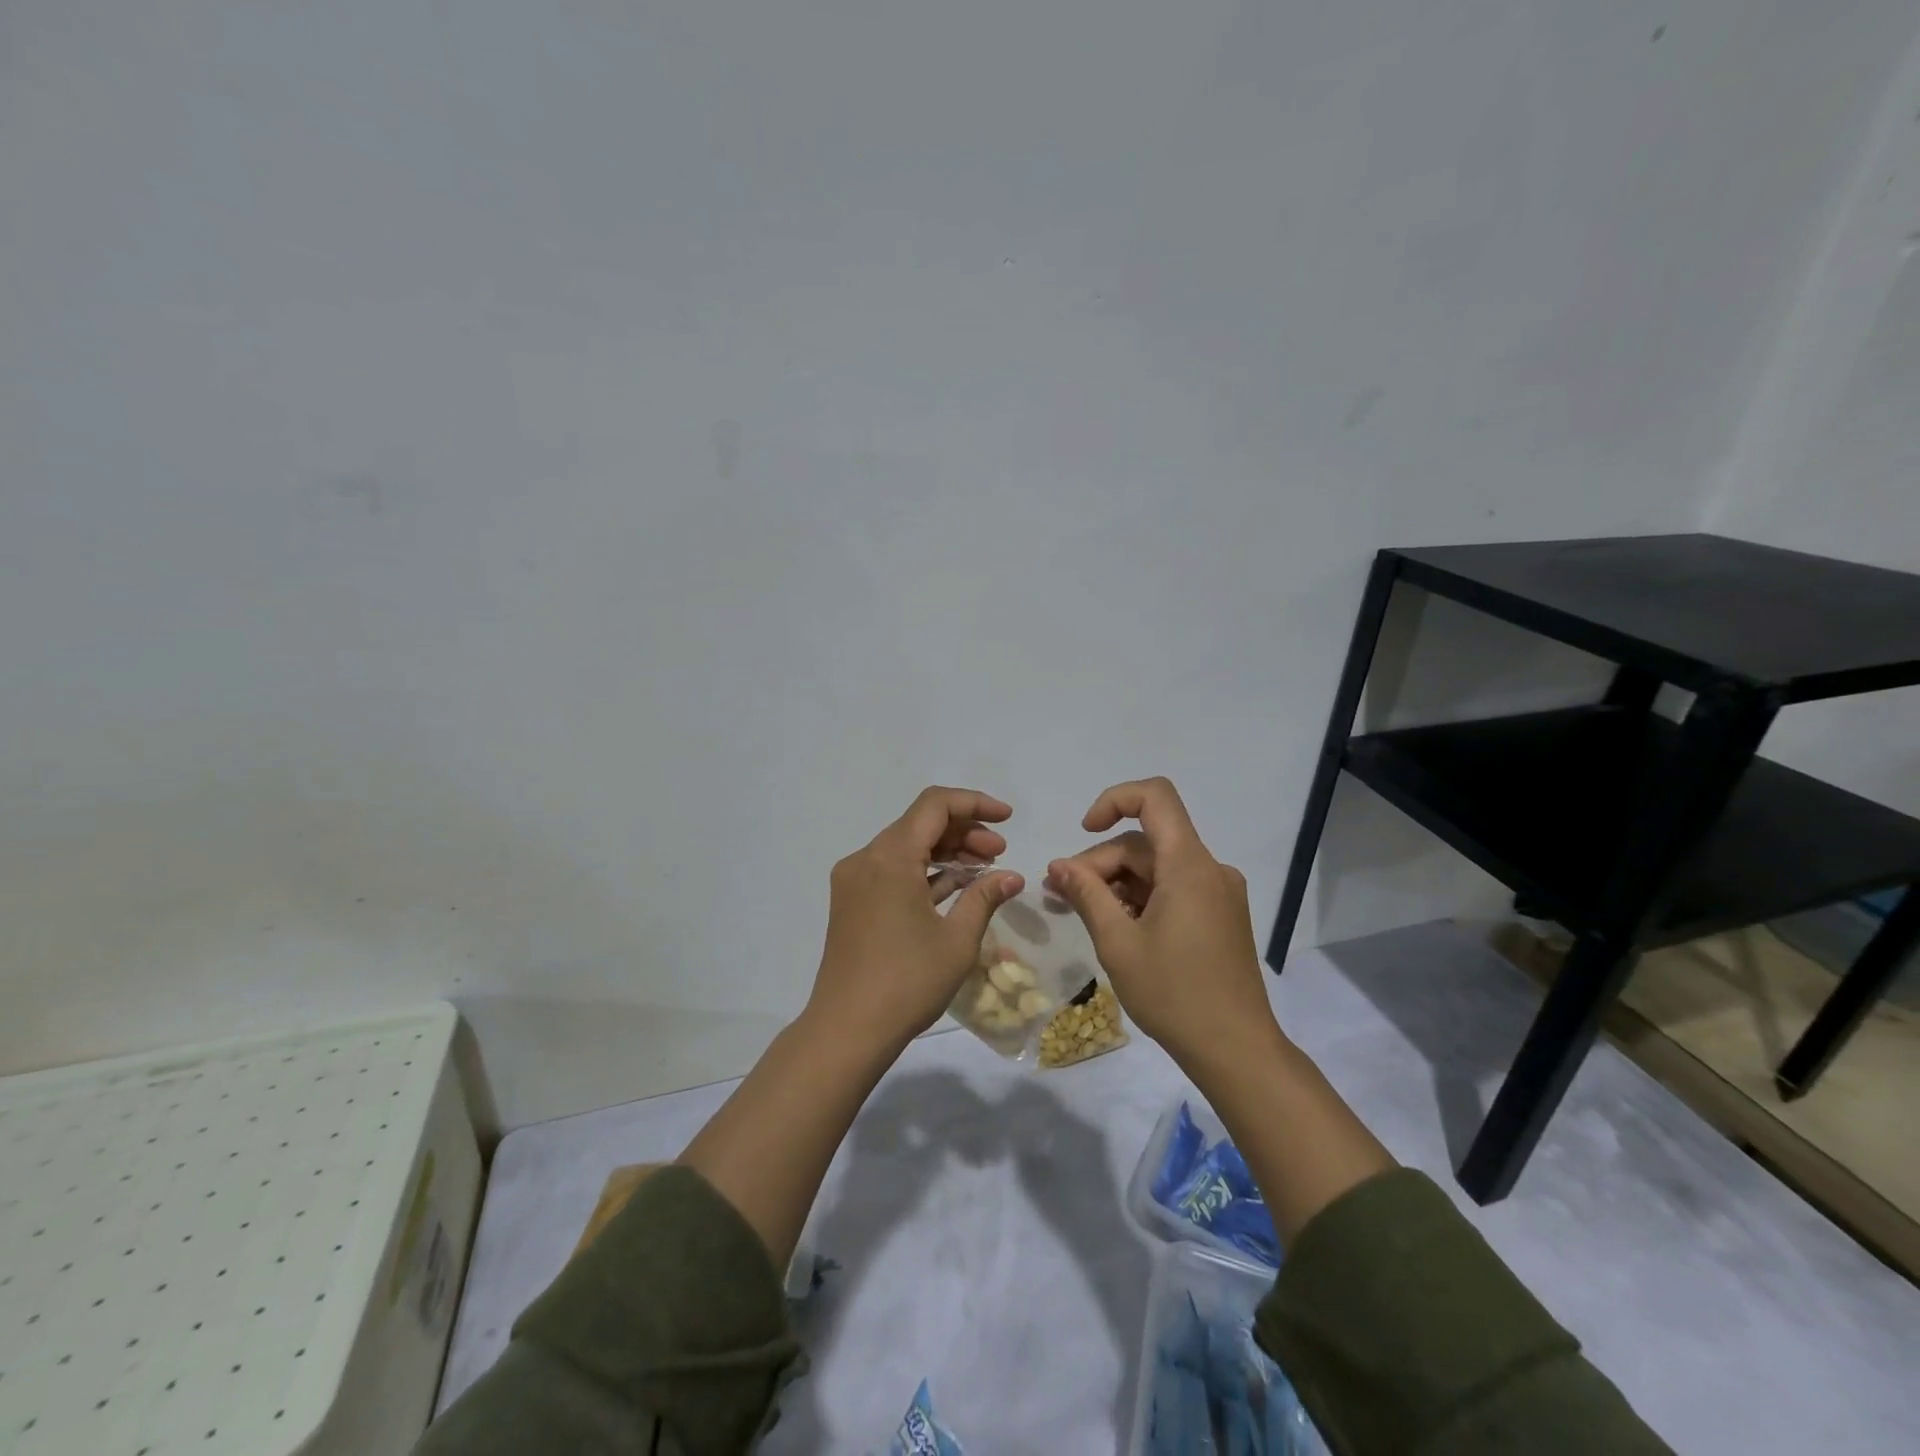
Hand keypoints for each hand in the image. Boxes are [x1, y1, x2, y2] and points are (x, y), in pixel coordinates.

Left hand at [809, 786, 1023, 1051]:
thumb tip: (1012, 876)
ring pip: (906, 847)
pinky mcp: (851, 902)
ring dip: (945, 852)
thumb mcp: (957, 940)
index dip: (975, 803)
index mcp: (890, 857)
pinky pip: (892, 870)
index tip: (1007, 819)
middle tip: (1000, 854)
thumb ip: (984, 897)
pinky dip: (924, 872)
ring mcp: (854, 880)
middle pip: (920, 824)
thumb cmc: (907, 982)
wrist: (846, 1030)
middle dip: (964, 831)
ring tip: (984, 871)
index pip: (935, 805)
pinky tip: (954, 888)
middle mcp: (867, 858)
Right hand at [1046, 778, 1278, 1066]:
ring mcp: (1219, 893)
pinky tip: (1117, 927)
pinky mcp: (1220, 915)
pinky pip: (1174, 888)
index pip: (1155, 797)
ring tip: (1082, 913)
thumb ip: (1086, 895)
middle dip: (1101, 862)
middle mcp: (1209, 869)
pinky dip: (1141, 898)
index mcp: (1189, 865)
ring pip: (1157, 867)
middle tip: (1062, 895)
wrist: (1237, 1050)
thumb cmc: (1174, 994)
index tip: (1085, 831)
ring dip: (1117, 882)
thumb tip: (1058, 865)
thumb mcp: (1118, 943)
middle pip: (1146, 842)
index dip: (1114, 800)